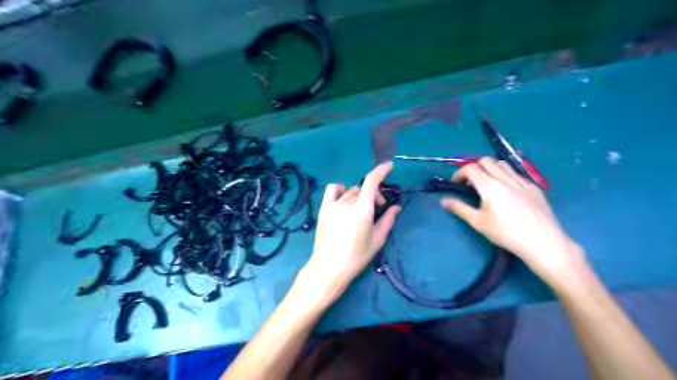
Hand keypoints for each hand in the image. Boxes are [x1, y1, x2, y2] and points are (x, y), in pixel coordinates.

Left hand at [297, 161, 400, 304]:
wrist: (329, 267)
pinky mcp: (324, 209)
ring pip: (351, 191)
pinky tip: (344, 200)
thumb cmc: (356, 256)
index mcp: (362, 210)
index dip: (381, 171)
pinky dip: (341, 190)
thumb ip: (387, 220)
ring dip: (359, 197)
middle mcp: (347, 203)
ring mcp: (333, 205)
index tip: (389, 166)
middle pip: (363, 189)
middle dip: (373, 196)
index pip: (372, 181)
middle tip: (376, 211)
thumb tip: (397, 207)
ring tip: (359, 211)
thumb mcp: (377, 240)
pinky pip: (332, 189)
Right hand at [443, 157, 590, 286]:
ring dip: (490, 169)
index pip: (470, 168)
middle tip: (471, 184)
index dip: (459, 173)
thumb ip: (459, 208)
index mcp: (489, 186)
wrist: (542, 241)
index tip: (456, 184)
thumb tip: (443, 201)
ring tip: (488, 185)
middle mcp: (505, 178)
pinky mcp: (533, 186)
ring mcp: (521, 181)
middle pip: (486, 161)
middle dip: (474, 168)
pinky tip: (507, 192)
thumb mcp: (478, 222)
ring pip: (502, 164)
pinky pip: (516, 173)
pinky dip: (505, 176)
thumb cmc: (506, 233)